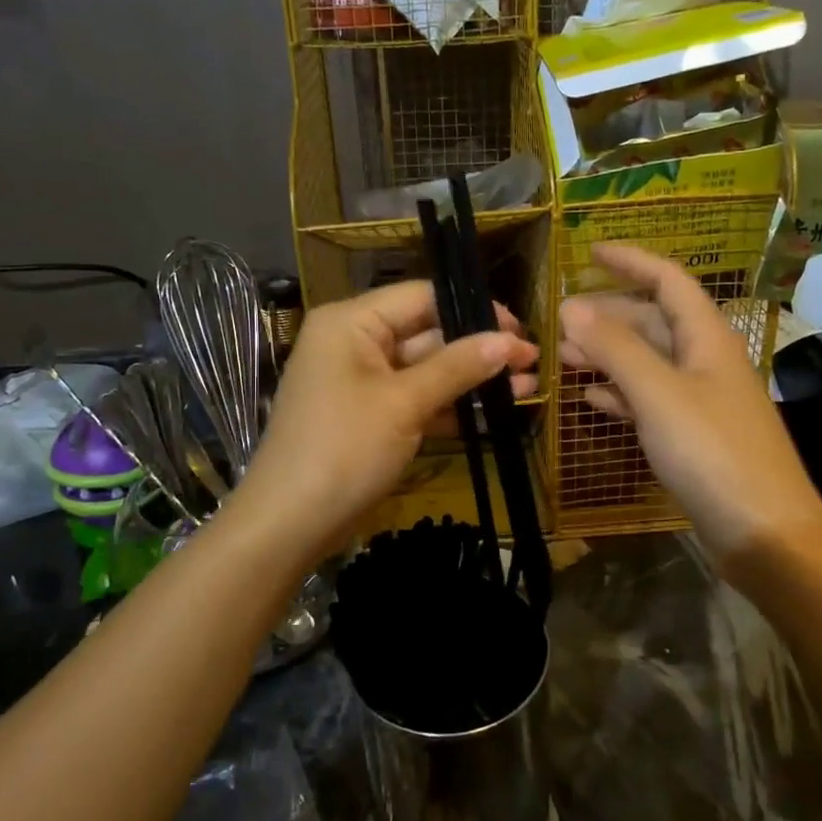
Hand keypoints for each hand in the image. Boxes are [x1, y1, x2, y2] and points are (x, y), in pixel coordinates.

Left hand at [237, 281, 537, 550]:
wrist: (289, 523)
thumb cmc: (343, 449)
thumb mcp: (404, 403)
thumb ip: (457, 367)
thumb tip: (508, 341)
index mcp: (351, 323)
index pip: (421, 297)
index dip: (472, 309)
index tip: (519, 329)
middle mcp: (355, 343)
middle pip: (426, 333)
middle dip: (478, 349)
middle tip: (531, 361)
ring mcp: (362, 383)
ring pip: (426, 370)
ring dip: (472, 379)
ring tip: (527, 387)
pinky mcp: (370, 417)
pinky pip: (415, 400)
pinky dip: (450, 406)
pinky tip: (495, 413)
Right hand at [559, 244, 821, 572]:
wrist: (764, 533)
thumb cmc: (713, 453)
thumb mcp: (659, 394)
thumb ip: (615, 349)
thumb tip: (572, 306)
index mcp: (707, 339)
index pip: (669, 281)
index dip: (631, 261)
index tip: (590, 252)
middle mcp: (706, 362)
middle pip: (654, 322)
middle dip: (608, 316)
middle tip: (560, 321)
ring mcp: (700, 402)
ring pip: (648, 363)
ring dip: (608, 356)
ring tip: (563, 358)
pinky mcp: (692, 437)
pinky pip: (650, 402)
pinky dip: (620, 395)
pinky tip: (591, 400)